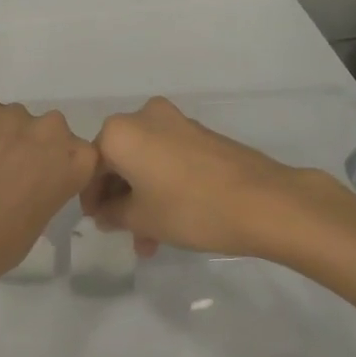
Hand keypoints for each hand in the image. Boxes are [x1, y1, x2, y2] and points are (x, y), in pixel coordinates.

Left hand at [0, 95, 99, 313]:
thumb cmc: (3, 242)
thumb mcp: (41, 218)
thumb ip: (44, 189)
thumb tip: (24, 184)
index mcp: (78, 159)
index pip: (74, 153)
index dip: (52, 164)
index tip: (35, 180)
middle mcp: (52, 128)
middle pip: (44, 130)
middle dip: (27, 145)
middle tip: (3, 172)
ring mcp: (14, 112)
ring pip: (8, 120)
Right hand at [81, 97, 355, 260]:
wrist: (264, 202)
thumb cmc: (190, 209)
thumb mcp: (141, 218)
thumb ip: (112, 214)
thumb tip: (104, 213)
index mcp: (119, 132)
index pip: (91, 166)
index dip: (91, 198)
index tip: (99, 224)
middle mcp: (144, 117)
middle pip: (118, 160)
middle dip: (119, 198)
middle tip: (124, 233)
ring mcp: (176, 122)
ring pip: (144, 161)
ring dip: (142, 197)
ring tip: (151, 239)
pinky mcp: (200, 133)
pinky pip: (167, 157)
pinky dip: (162, 184)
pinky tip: (171, 219)